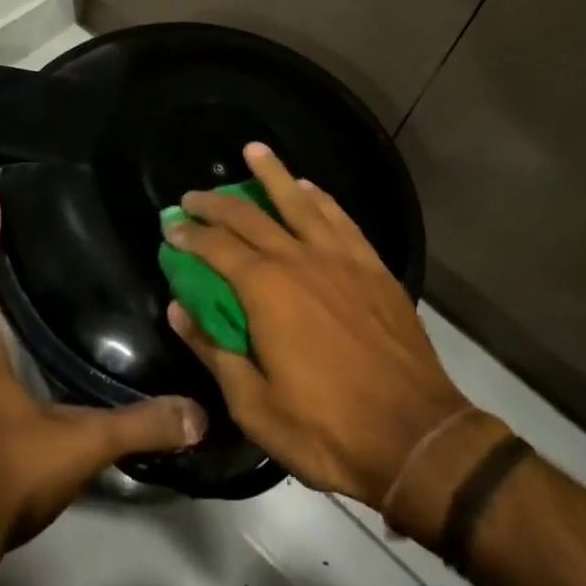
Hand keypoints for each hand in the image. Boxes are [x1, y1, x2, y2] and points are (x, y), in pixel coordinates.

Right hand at [164, 143, 467, 509]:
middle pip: (251, 216)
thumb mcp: (254, 404)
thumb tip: (179, 310)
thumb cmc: (326, 429)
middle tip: (192, 196)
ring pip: (300, 201)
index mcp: (267, 290)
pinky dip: (320, 198)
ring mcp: (341, 258)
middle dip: (216, 203)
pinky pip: (340, 218)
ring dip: (273, 174)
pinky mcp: (372, 266)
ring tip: (253, 151)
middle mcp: (301, 259)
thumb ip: (213, 350)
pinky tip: (309, 188)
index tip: (170, 227)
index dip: (189, 235)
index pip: (216, 248)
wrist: (415, 434)